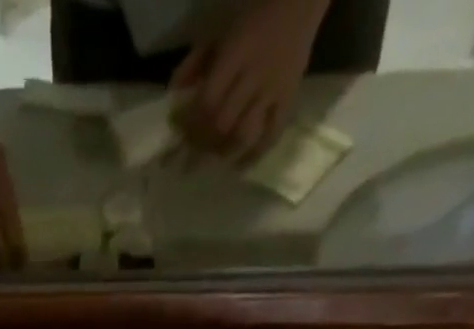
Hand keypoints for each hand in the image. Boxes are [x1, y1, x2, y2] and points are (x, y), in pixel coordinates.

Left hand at [170, 0, 323, 164]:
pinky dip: (254, 155)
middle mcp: (256, 76)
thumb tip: (173, 94)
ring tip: (211, 160)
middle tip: (189, 158)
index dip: (189, 124)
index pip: (207, 101)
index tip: (177, 136)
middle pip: (223, 123)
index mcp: (237, 54)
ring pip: (245, 134)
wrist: (300, 1)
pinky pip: (273, 134)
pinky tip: (239, 167)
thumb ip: (195, 62)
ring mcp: (274, 90)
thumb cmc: (253, 16)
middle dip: (202, 145)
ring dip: (223, 152)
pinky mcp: (290, 99)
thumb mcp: (220, 31)